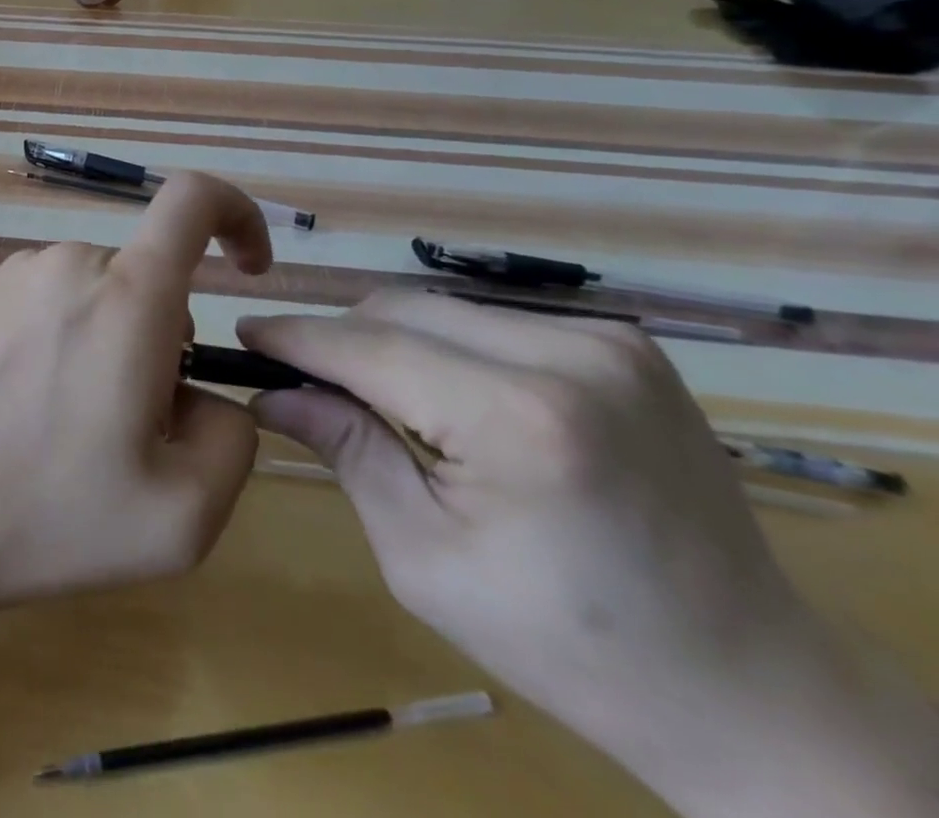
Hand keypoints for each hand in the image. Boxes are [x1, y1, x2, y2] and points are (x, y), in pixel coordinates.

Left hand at [0, 173, 270, 614]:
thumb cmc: (51, 513)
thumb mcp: (183, 513)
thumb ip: (233, 439)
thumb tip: (209, 396)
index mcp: (129, 293)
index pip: (193, 198)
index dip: (237, 215)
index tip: (249, 269)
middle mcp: (71, 261)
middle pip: (150, 277)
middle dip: (164, 341)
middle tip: (132, 426)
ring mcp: (18, 273)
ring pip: (102, 294)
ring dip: (112, 346)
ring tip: (72, 427)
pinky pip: (52, 302)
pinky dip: (66, 341)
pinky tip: (28, 410)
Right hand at [242, 294, 938, 816]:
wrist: (748, 687)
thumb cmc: (566, 642)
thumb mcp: (424, 559)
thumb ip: (346, 451)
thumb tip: (270, 393)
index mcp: (520, 420)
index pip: (370, 346)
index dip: (297, 336)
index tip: (244, 330)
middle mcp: (569, 356)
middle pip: (401, 310)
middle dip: (341, 338)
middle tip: (303, 379)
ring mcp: (606, 341)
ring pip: (441, 307)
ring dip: (391, 340)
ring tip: (374, 395)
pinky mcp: (623, 343)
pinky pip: (490, 321)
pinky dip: (446, 346)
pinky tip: (446, 396)